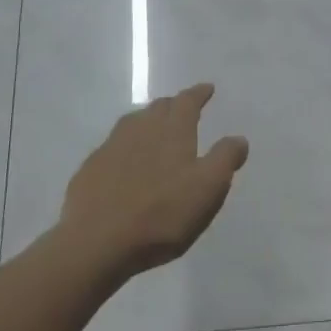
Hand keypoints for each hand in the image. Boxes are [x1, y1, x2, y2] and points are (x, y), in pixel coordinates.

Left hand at [58, 83, 248, 278]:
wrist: (95, 241)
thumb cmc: (161, 213)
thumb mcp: (207, 189)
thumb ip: (225, 159)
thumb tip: (239, 138)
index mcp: (172, 129)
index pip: (188, 101)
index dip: (199, 94)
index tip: (207, 88)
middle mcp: (141, 128)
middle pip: (159, 107)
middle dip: (174, 105)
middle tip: (183, 109)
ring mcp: (111, 147)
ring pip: (134, 123)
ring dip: (148, 121)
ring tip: (155, 130)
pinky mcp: (91, 169)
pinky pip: (114, 147)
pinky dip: (126, 146)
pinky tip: (126, 162)